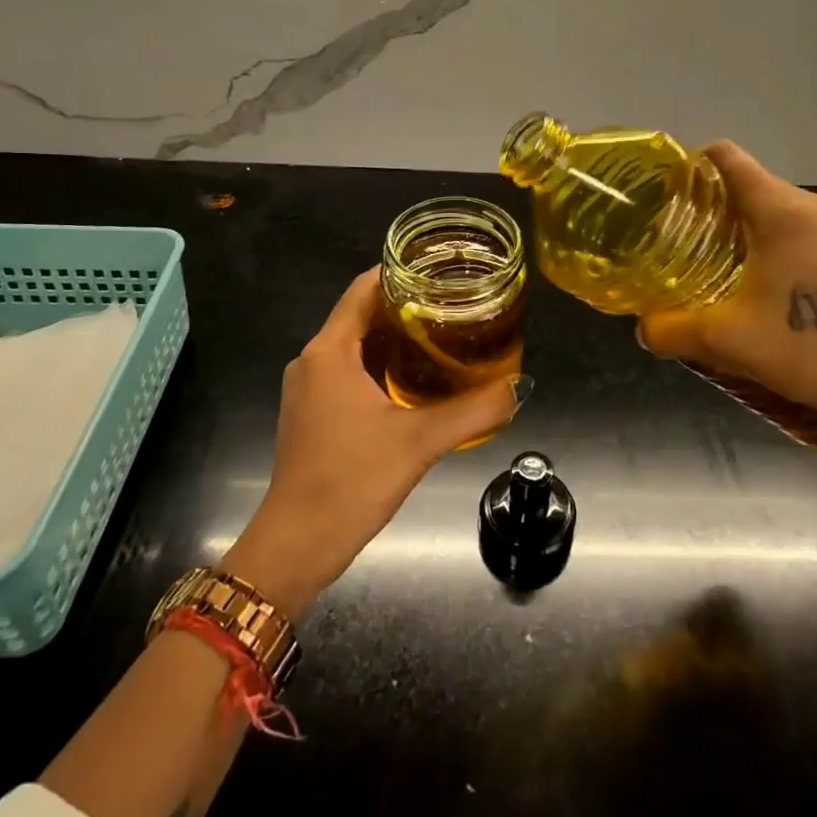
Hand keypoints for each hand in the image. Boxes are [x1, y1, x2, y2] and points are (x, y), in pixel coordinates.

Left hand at [222, 269, 527, 618]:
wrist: (296, 546)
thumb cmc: (351, 481)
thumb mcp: (420, 442)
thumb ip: (473, 411)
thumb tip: (519, 388)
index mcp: (330, 351)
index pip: (363, 289)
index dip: (400, 273)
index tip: (441, 270)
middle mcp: (313, 360)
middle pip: (360, 314)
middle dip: (405, 306)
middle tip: (454, 304)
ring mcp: (308, 389)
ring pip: (354, 345)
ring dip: (394, 337)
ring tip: (442, 336)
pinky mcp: (310, 413)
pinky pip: (347, 371)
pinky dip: (379, 365)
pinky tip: (414, 380)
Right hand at [636, 142, 816, 435]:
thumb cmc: (803, 349)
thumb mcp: (724, 340)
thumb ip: (672, 329)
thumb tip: (644, 329)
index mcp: (784, 211)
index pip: (729, 159)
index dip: (695, 166)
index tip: (673, 193)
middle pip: (755, 185)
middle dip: (720, 207)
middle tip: (690, 243)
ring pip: (784, 209)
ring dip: (754, 228)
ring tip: (729, 266)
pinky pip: (810, 230)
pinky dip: (785, 243)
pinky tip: (776, 284)